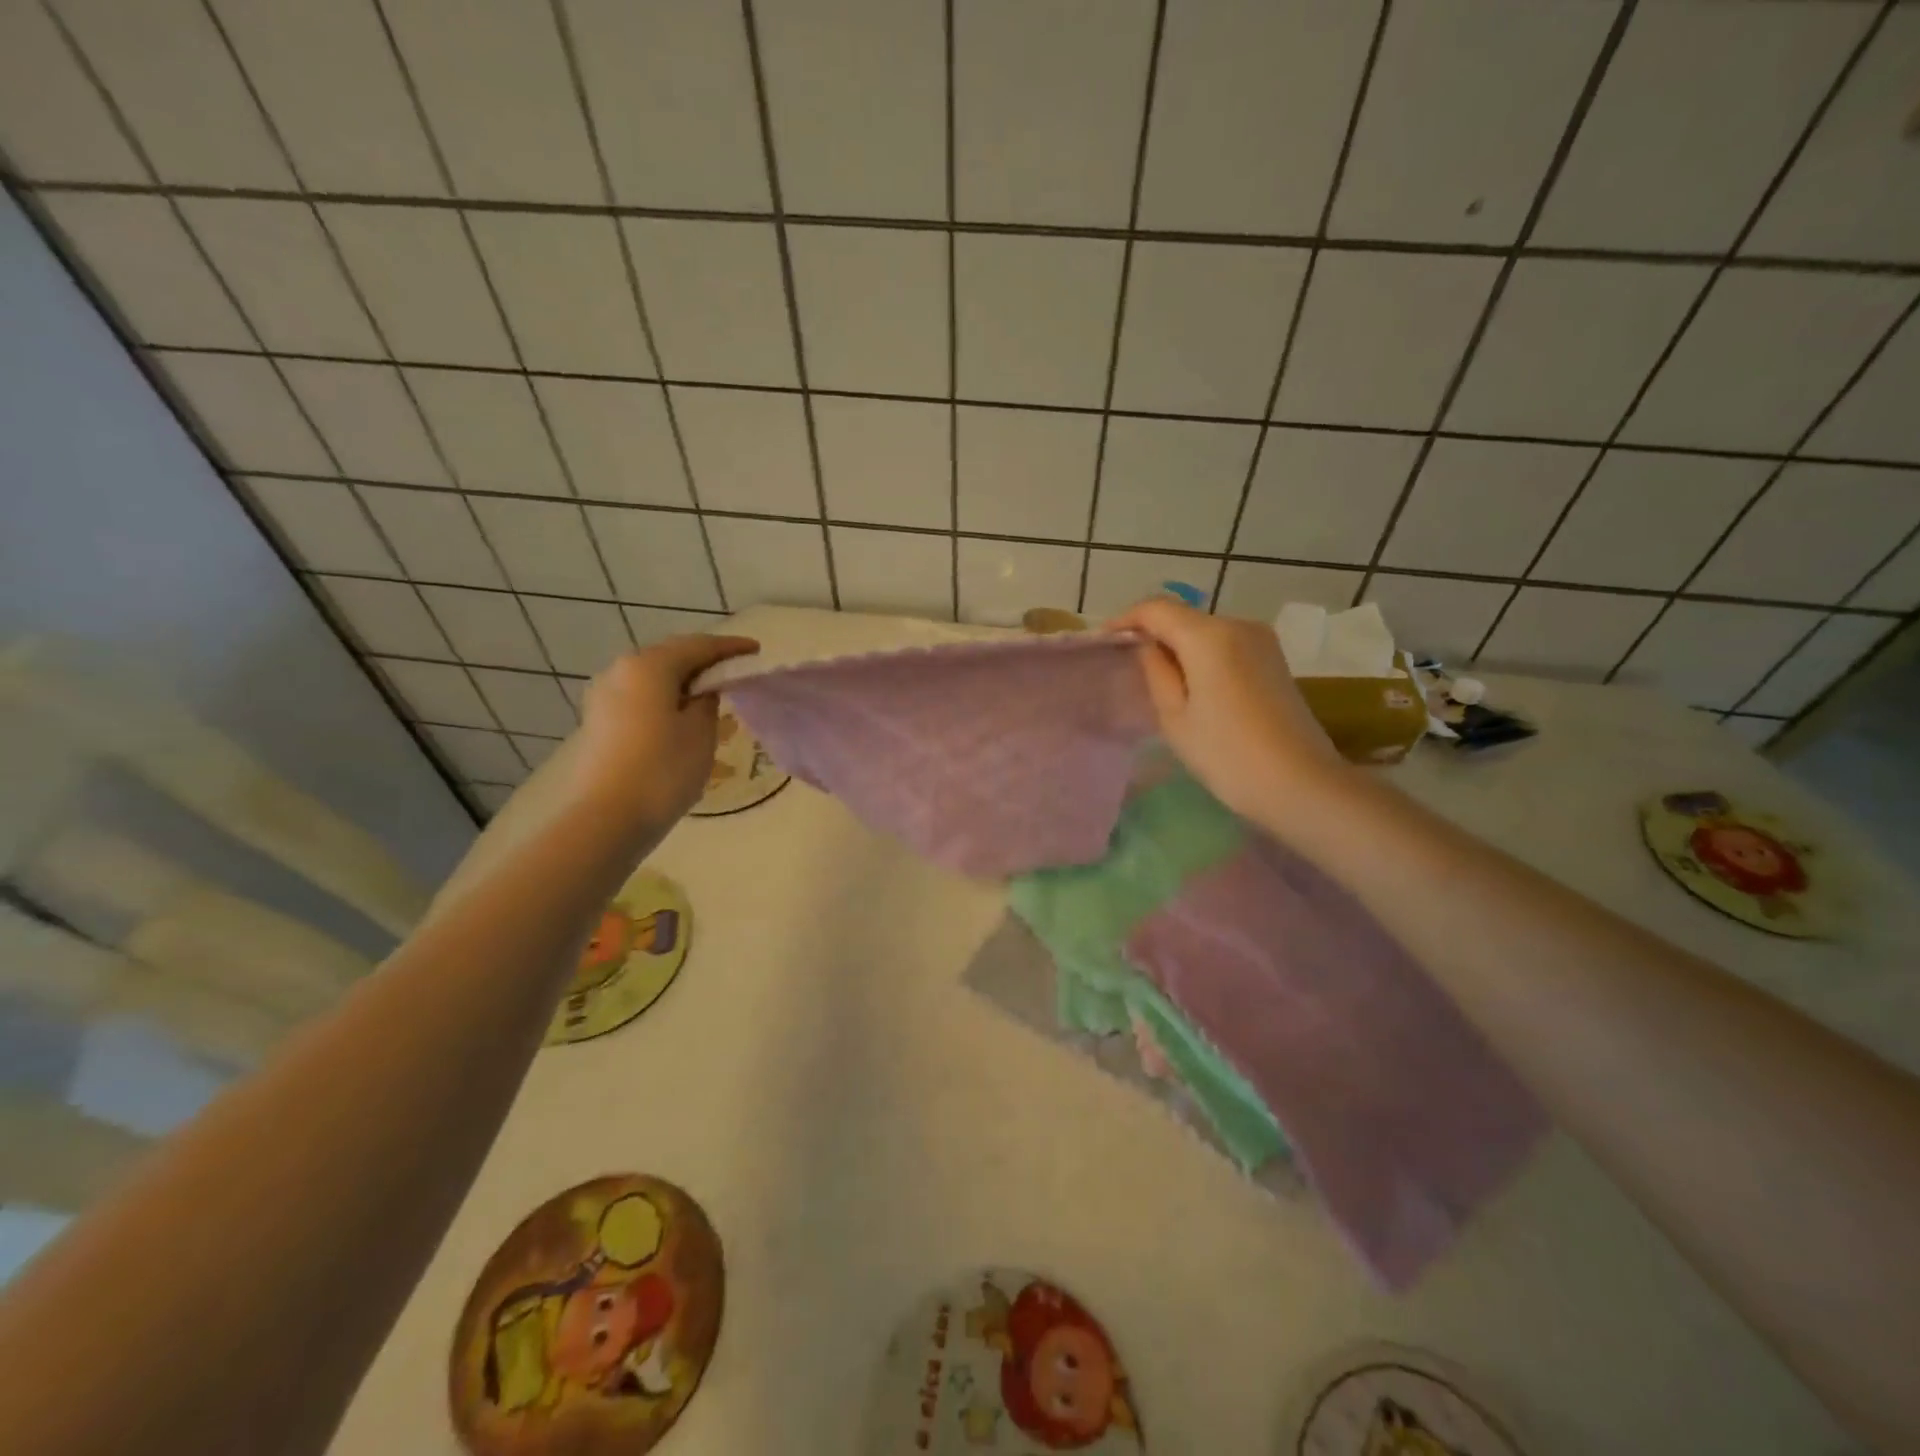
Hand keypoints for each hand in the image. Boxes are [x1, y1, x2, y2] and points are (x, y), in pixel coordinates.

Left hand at [570, 634, 759, 828]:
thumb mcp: (701, 732)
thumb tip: (702, 689)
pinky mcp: (599, 721)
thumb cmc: (662, 771)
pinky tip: (681, 713)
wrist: (606, 819)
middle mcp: (620, 670)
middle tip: (733, 669)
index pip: (698, 646)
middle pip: (670, 656)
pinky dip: (665, 697)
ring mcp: (604, 696)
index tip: (756, 650)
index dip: (730, 647)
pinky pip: (641, 696)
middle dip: (703, 660)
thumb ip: (707, 701)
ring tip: (710, 691)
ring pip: (653, 677)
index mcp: (649, 666)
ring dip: (682, 680)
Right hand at [1107, 598, 1344, 821]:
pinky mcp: (1274, 659)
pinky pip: (1226, 645)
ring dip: (1179, 647)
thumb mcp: (1175, 717)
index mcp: (1209, 636)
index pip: (1156, 609)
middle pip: (1183, 617)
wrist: (1301, 785)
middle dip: (1153, 634)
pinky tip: (1194, 687)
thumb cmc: (1227, 755)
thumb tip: (1149, 647)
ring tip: (1159, 681)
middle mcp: (1238, 625)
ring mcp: (1262, 640)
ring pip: (1205, 631)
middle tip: (1128, 667)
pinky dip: (1202, 657)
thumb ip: (1156, 672)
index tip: (1104, 642)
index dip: (1126, 620)